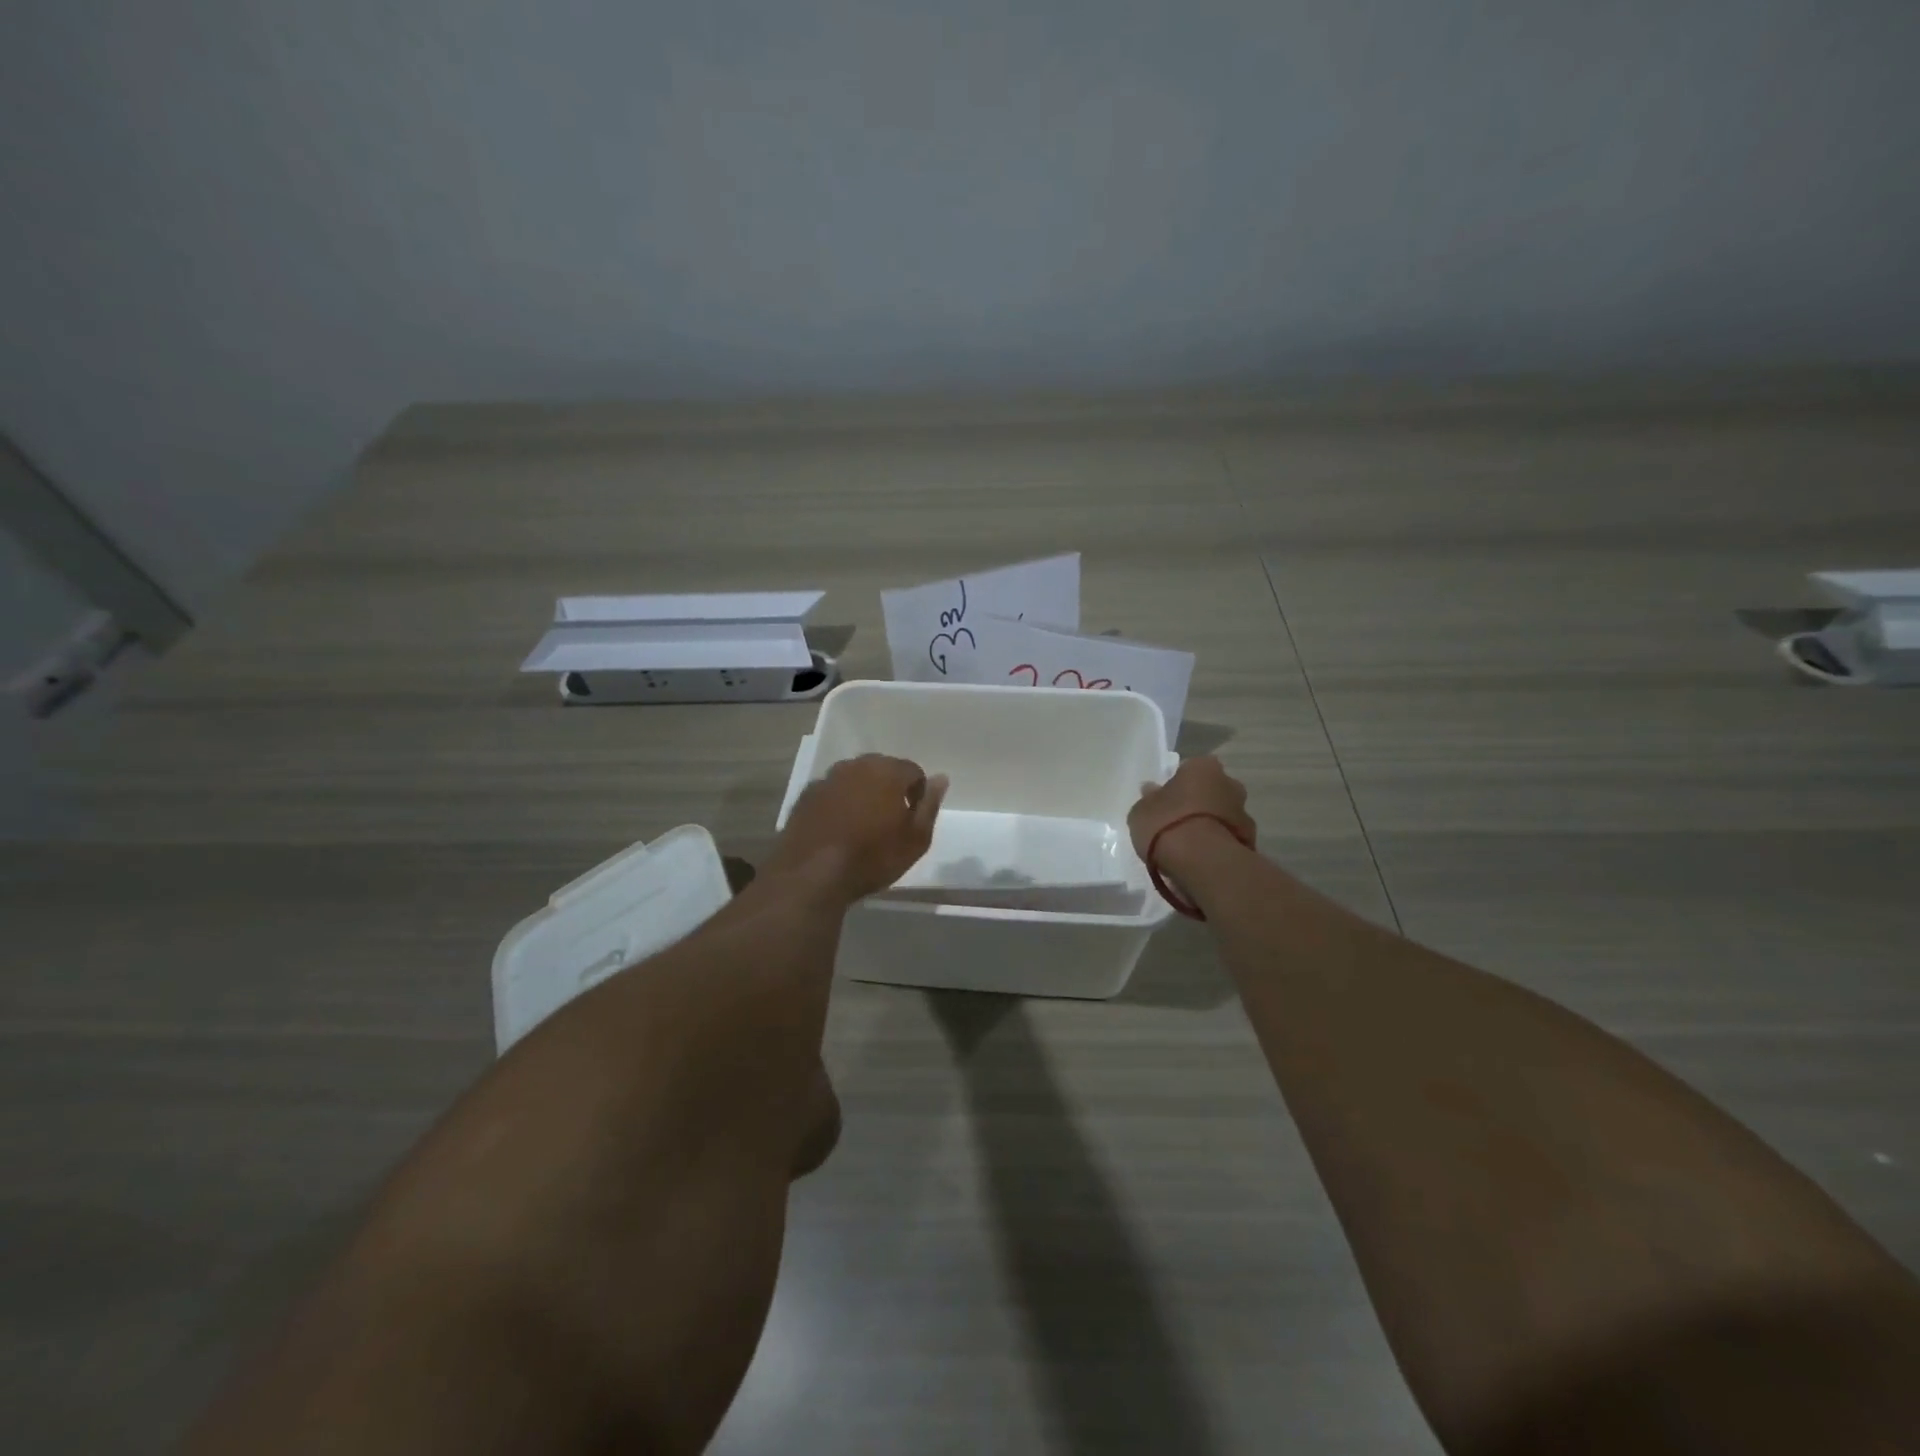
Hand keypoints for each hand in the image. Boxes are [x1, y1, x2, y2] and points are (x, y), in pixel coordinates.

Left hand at [767, 754, 947, 903]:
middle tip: (890, 822)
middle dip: (890, 789)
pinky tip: (838, 829)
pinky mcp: (805, 795)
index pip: (913, 771)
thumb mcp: (916, 839)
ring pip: (854, 779)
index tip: (912, 819)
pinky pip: (831, 793)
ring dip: (863, 795)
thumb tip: (941, 778)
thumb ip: (930, 805)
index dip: (918, 794)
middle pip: (881, 770)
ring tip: (863, 826)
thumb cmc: (872, 857)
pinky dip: (838, 804)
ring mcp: (827, 778)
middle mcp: (856, 766)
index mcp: (887, 771)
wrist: (812, 874)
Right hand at [1129, 756, 1255, 864]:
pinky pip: (1228, 838)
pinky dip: (1217, 844)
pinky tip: (1201, 858)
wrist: (1203, 862)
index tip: (1166, 800)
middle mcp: (1229, 784)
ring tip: (1189, 845)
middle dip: (1199, 802)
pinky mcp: (1250, 842)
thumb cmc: (1167, 824)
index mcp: (1203, 767)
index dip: (1177, 784)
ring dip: (1210, 824)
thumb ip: (1149, 798)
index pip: (1190, 768)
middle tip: (1177, 820)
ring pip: (1223, 815)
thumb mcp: (1142, 810)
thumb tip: (1152, 791)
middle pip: (1211, 790)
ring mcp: (1244, 813)